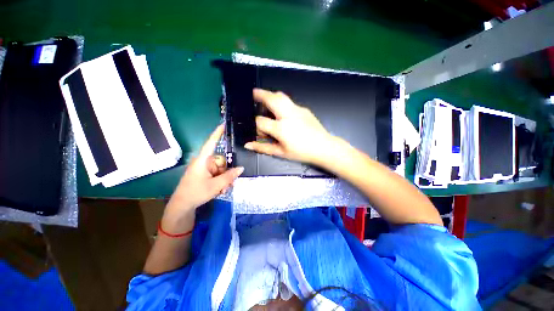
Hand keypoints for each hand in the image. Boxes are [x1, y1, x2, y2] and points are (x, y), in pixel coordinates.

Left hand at [165, 125, 243, 218]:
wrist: (182, 206)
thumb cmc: (196, 193)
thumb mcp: (215, 186)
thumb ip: (229, 176)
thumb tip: (241, 168)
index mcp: (203, 160)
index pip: (211, 143)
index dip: (217, 134)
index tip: (223, 124)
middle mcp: (204, 162)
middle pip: (221, 160)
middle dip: (227, 172)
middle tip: (228, 184)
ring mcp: (205, 169)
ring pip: (221, 169)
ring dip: (225, 178)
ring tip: (223, 189)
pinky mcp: (205, 174)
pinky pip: (218, 174)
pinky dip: (221, 181)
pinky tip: (220, 189)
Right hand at [244, 89, 334, 164]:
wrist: (324, 147)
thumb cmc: (302, 153)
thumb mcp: (281, 153)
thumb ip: (263, 148)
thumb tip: (248, 145)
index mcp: (281, 129)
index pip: (260, 121)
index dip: (255, 124)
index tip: (256, 128)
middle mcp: (288, 116)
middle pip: (271, 99)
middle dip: (259, 94)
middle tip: (253, 93)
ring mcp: (297, 110)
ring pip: (281, 96)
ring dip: (271, 95)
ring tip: (264, 97)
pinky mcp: (304, 109)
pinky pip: (289, 102)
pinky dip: (281, 102)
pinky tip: (282, 111)